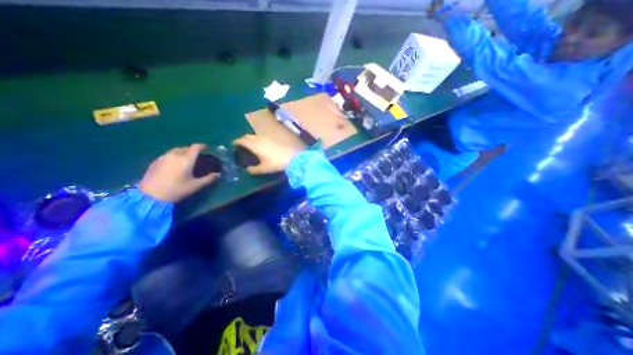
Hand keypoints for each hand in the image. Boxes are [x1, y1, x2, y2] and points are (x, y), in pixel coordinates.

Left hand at [139, 142, 220, 201]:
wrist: (151, 196)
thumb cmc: (177, 190)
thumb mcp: (196, 185)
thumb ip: (208, 179)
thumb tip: (218, 174)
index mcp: (186, 159)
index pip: (195, 147)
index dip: (201, 146)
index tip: (206, 148)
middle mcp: (175, 155)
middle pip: (184, 148)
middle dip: (191, 150)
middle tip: (196, 155)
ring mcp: (163, 158)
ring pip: (174, 150)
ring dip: (181, 152)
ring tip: (185, 158)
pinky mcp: (154, 162)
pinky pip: (167, 155)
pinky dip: (173, 156)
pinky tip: (173, 164)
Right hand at [232, 135, 300, 173]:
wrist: (292, 157)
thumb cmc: (276, 163)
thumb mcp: (263, 169)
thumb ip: (253, 170)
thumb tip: (247, 170)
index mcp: (254, 145)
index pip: (241, 140)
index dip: (236, 142)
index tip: (233, 145)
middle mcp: (259, 138)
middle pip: (248, 136)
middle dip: (243, 140)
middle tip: (241, 147)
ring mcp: (268, 137)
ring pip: (256, 136)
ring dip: (251, 139)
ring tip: (251, 147)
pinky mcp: (274, 139)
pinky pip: (263, 137)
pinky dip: (259, 140)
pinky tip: (262, 147)